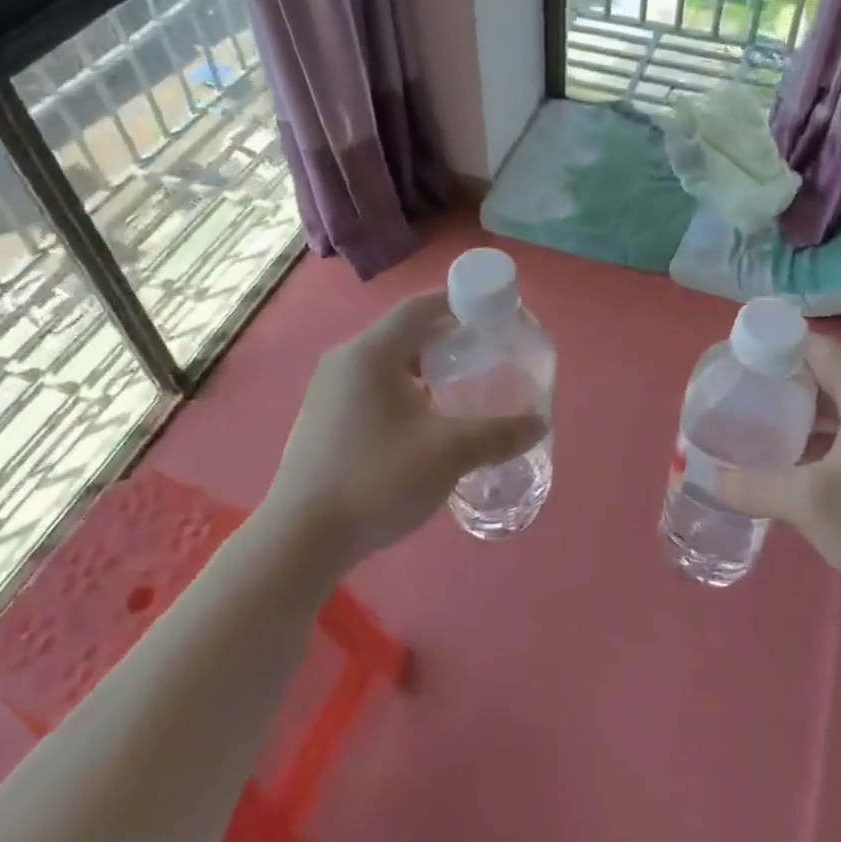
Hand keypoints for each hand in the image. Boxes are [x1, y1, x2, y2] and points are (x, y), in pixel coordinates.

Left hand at [262, 291, 546, 570]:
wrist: (301, 539)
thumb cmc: (376, 481)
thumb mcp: (448, 454)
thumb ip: (498, 435)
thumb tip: (539, 424)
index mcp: (371, 353)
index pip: (420, 307)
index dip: (459, 302)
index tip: (493, 315)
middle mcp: (346, 360)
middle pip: (405, 333)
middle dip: (447, 339)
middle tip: (485, 354)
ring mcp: (329, 389)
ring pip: (388, 362)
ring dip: (425, 368)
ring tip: (461, 387)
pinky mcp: (323, 416)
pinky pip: (372, 386)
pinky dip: (404, 389)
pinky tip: (425, 420)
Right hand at [715, 334, 840, 617]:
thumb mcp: (808, 503)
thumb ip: (755, 485)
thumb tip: (712, 480)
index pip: (819, 349)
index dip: (777, 346)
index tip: (738, 359)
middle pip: (828, 375)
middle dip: (783, 379)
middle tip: (741, 391)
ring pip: (839, 407)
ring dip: (801, 410)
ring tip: (759, 421)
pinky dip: (820, 435)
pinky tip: (793, 459)